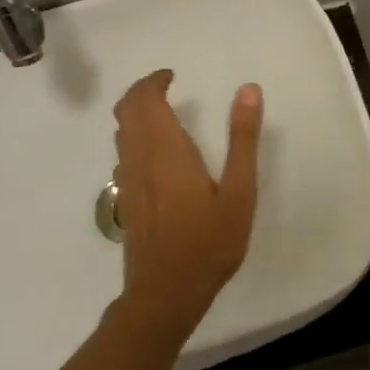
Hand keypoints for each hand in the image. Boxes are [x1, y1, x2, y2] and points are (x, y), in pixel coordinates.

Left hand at [111, 70, 263, 338]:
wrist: (165, 294)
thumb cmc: (208, 242)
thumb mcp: (239, 191)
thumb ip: (243, 139)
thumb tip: (249, 90)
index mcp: (166, 150)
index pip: (145, 99)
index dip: (154, 81)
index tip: (173, 75)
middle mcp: (140, 159)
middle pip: (126, 110)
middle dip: (142, 91)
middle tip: (166, 86)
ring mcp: (128, 181)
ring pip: (121, 133)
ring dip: (135, 113)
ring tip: (163, 112)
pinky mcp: (126, 201)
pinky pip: (123, 154)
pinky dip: (134, 137)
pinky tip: (157, 153)